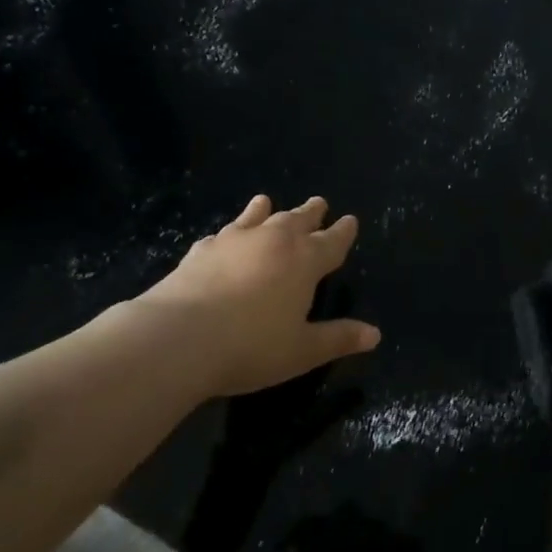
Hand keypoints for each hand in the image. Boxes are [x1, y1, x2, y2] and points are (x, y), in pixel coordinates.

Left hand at [124, 194, 380, 397]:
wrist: (177, 338)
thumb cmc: (251, 346)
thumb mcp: (303, 350)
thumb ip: (338, 338)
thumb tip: (375, 334)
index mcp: (305, 261)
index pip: (332, 241)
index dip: (344, 231)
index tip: (350, 220)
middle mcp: (273, 241)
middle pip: (297, 220)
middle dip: (311, 213)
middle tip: (319, 202)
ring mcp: (234, 242)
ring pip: (257, 218)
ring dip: (266, 210)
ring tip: (267, 201)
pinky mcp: (200, 251)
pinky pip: (222, 234)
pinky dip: (229, 232)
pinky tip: (223, 237)